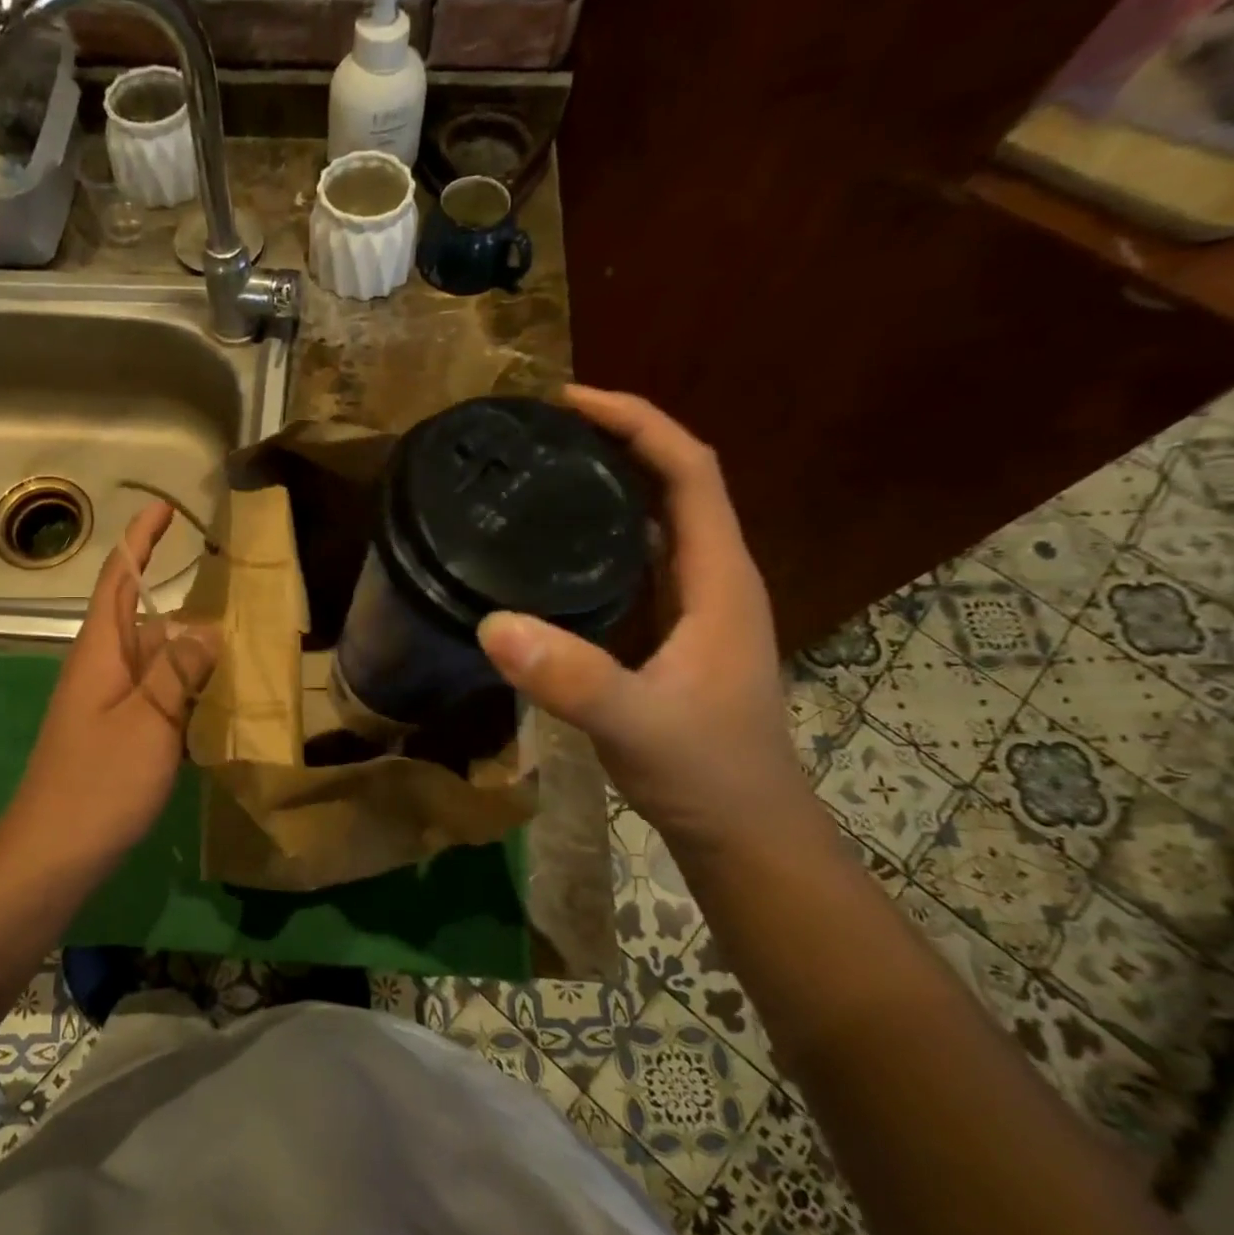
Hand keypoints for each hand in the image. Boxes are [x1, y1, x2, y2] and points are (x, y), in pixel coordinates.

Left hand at [0, 501, 218, 872]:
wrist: (55, 853)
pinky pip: (156, 697)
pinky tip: (219, 705)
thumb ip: (178, 671)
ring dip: (191, 653)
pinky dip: (186, 692)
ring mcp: (107, 704)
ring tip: (242, 650)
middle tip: (238, 600)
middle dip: (184, 606)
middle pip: (144, 621)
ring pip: (154, 662)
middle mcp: (101, 669)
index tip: (165, 509)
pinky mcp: (116, 735)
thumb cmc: (99, 782)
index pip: (119, 580)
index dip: (139, 542)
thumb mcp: (149, 721)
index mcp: (100, 652)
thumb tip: (207, 628)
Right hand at [477, 387, 813, 861]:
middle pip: (672, 484)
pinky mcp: (667, 635)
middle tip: (539, 434)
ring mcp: (690, 608)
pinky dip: (595, 541)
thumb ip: (572, 677)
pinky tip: (548, 554)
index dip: (637, 422)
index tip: (570, 401)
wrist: (741, 832)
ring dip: (606, 489)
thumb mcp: (638, 724)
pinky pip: (632, 566)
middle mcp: (709, 579)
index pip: (689, 470)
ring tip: (538, 476)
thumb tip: (492, 623)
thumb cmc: (707, 773)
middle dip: (615, 443)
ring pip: (652, 525)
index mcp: (717, 579)